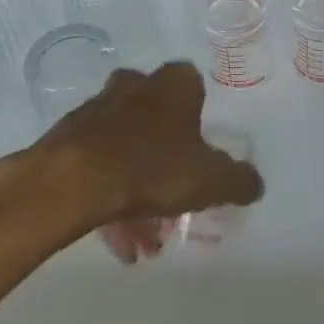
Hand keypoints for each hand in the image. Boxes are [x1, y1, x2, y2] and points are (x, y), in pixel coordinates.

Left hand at [33, 62, 264, 262]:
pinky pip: (98, 164)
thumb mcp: (211, 180)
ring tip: (142, 239)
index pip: (194, 88)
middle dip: (166, 161)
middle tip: (173, 202)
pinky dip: (110, 194)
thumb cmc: (152, 167)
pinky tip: (115, 237)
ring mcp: (98, 108)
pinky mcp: (69, 135)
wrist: (74, 179)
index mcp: (174, 84)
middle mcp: (136, 85)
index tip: (200, 154)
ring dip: (137, 188)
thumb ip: (239, 180)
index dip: (199, 121)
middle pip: (158, 119)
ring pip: (126, 147)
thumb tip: (254, 183)